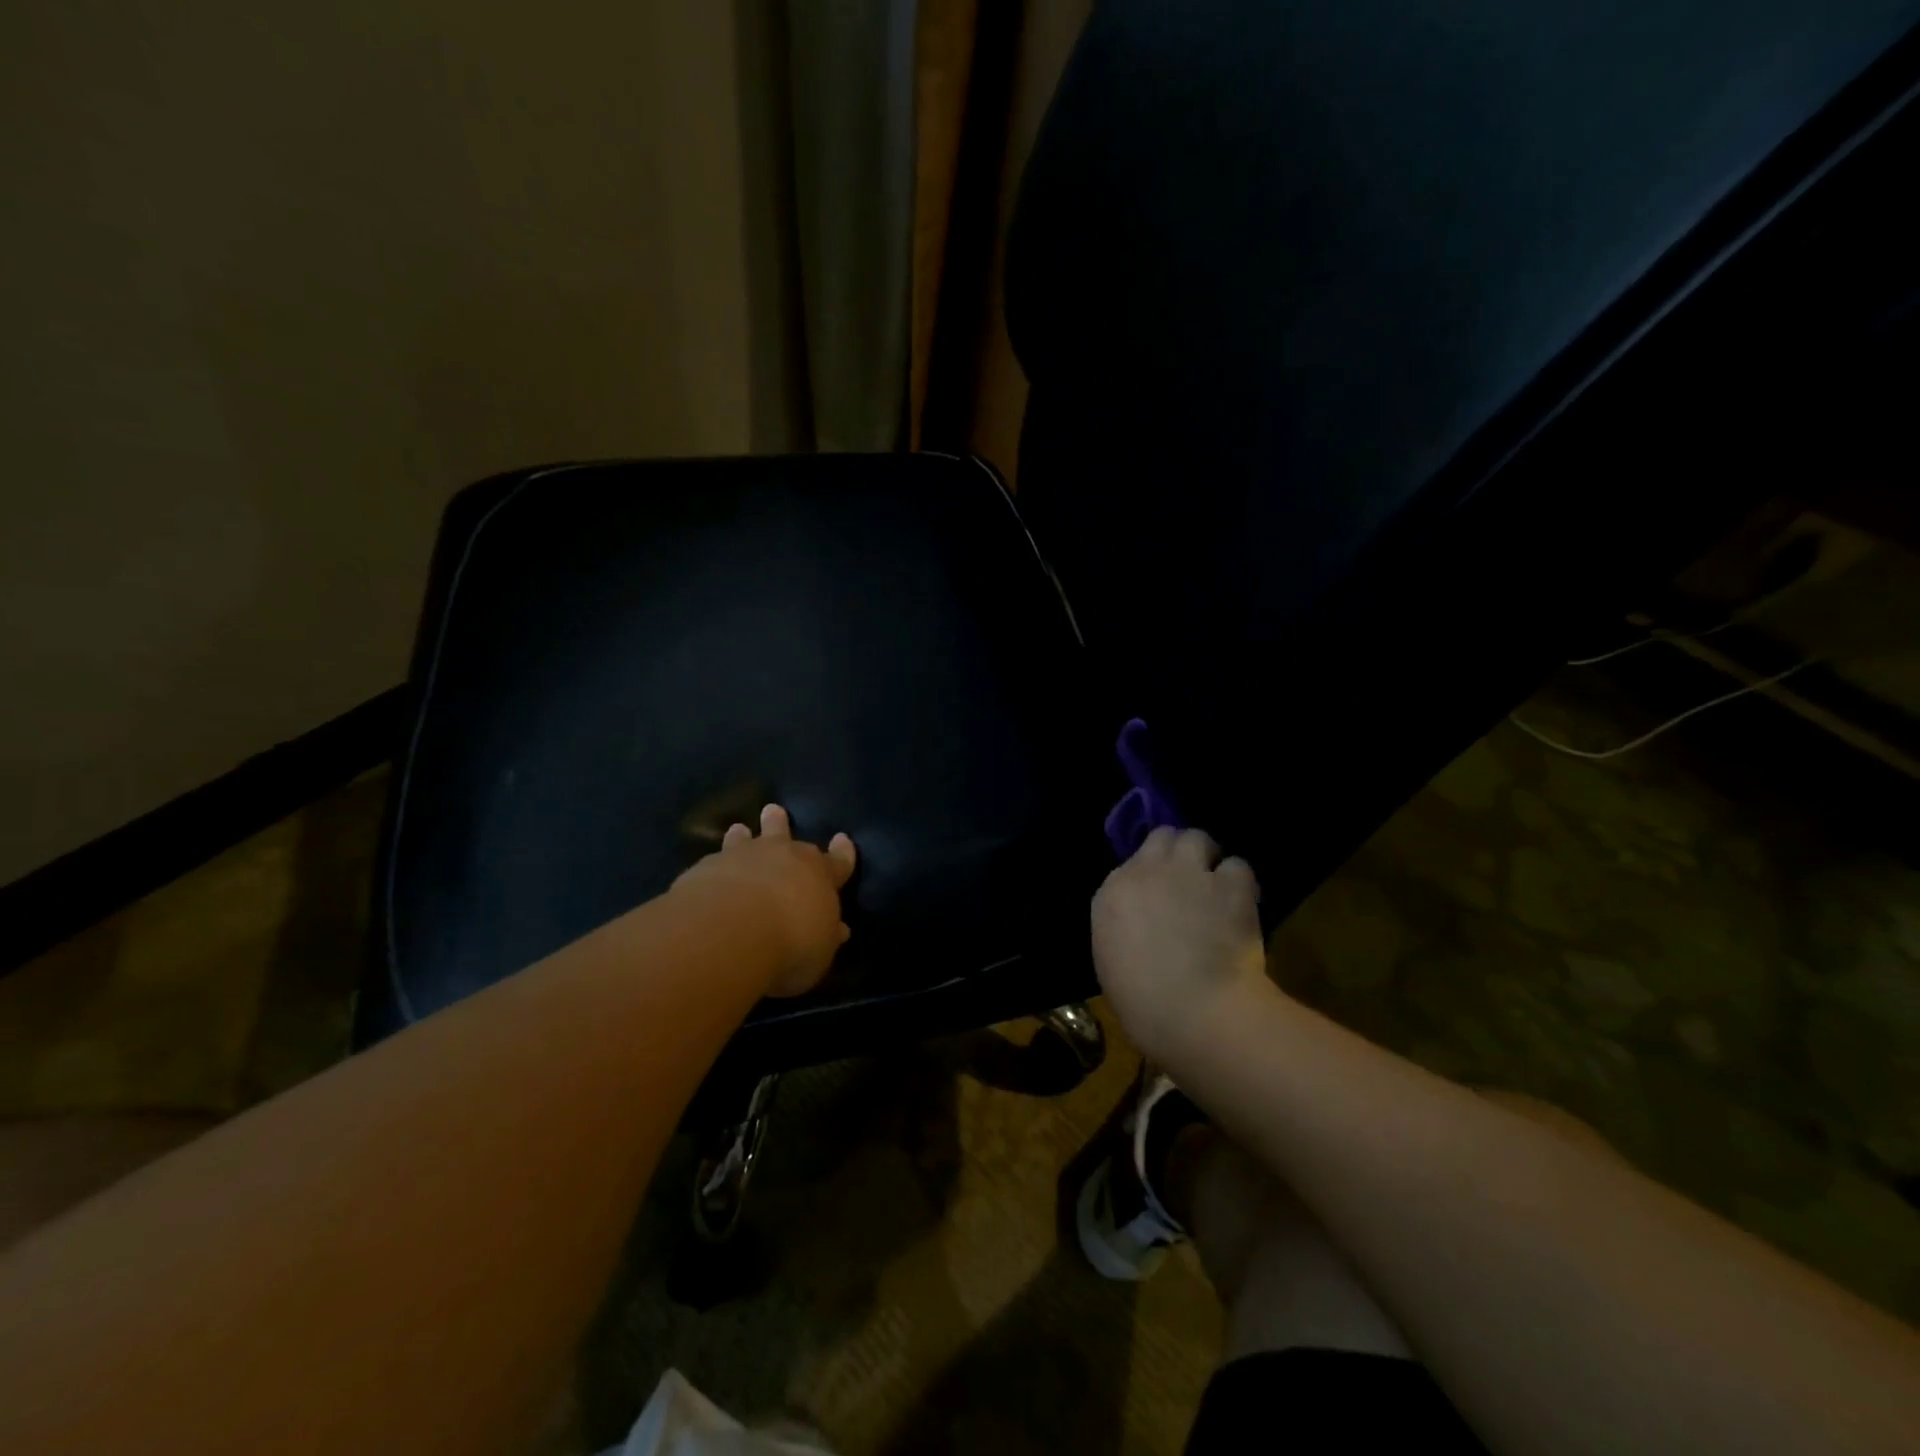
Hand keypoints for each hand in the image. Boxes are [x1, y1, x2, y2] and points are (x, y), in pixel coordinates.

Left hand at [672, 803, 856, 996]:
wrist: (733, 930)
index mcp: (820, 874)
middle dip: (782, 825)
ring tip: (739, 829)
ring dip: (744, 836)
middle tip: (774, 811)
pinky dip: (716, 863)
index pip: (838, 862)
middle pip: (786, 836)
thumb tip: (838, 929)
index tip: (842, 840)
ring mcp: (744, 857)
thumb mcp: (821, 950)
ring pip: (746, 840)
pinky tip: (709, 868)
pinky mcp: (708, 868)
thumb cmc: (792, 943)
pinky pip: (715, 861)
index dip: (842, 853)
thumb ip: (827, 936)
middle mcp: (784, 857)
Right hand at [1090, 827, 1273, 1064]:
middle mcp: (1148, 871)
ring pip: (1198, 838)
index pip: (1131, 863)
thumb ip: (1126, 928)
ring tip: (1216, 883)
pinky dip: (1240, 882)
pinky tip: (1242, 903)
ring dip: (1207, 858)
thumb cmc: (1141, 1001)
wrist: (1191, 1009)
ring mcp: (1190, 872)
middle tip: (1188, 877)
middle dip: (1176, 851)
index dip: (1149, 875)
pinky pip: (1238, 866)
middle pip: (1163, 837)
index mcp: (1113, 893)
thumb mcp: (1113, 959)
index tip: (1158, 894)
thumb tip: (1144, 926)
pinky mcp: (1231, 884)